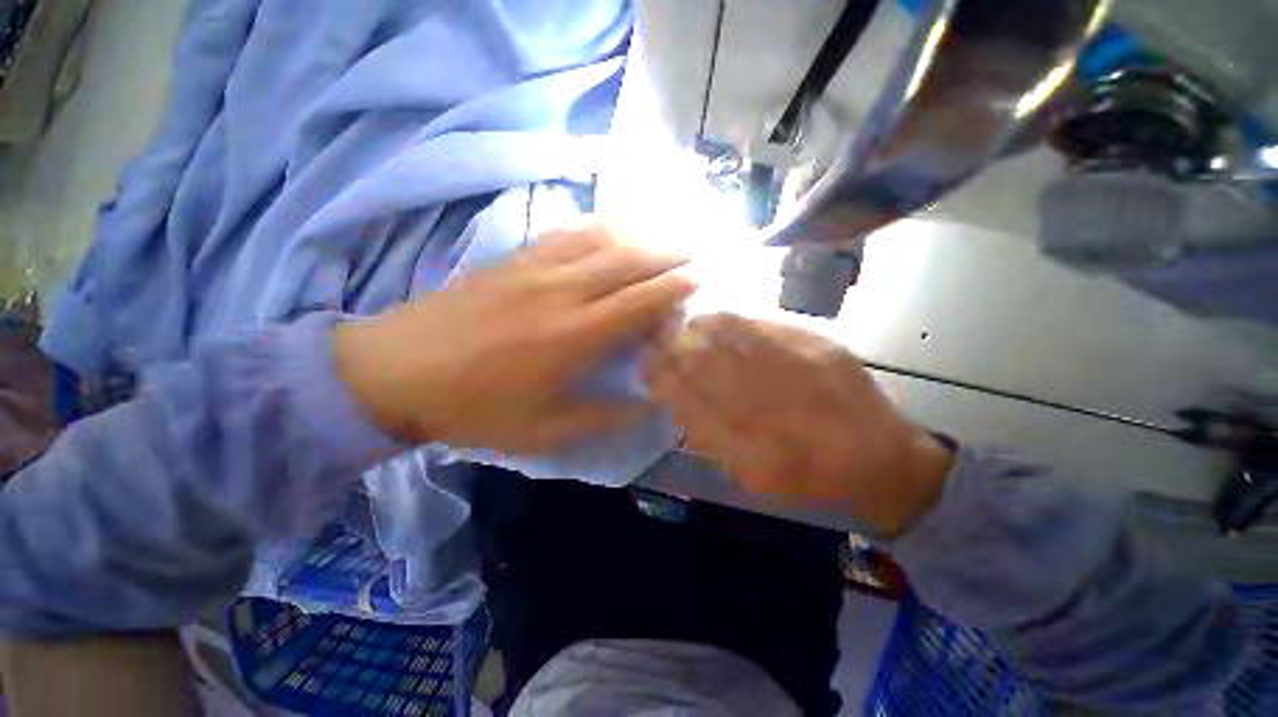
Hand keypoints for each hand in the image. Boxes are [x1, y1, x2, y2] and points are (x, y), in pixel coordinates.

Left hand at [335, 222, 695, 453]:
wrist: (396, 371)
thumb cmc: (474, 408)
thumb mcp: (544, 432)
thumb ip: (604, 418)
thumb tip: (648, 403)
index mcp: (574, 338)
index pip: (640, 302)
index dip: (674, 288)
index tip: (699, 280)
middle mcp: (562, 293)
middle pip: (628, 262)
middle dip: (667, 256)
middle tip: (692, 256)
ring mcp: (535, 268)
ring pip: (600, 239)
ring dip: (638, 237)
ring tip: (661, 241)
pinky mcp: (513, 258)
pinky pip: (566, 233)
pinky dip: (598, 229)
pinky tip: (610, 232)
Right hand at [643, 313, 952, 536]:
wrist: (884, 461)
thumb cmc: (811, 477)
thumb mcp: (753, 476)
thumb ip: (710, 440)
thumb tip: (675, 399)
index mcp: (753, 453)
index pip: (690, 404)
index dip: (663, 378)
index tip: (645, 364)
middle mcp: (773, 410)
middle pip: (705, 364)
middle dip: (672, 346)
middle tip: (654, 337)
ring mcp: (799, 372)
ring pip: (730, 339)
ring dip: (696, 328)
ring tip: (680, 325)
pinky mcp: (820, 346)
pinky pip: (760, 326)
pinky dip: (729, 320)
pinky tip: (714, 320)